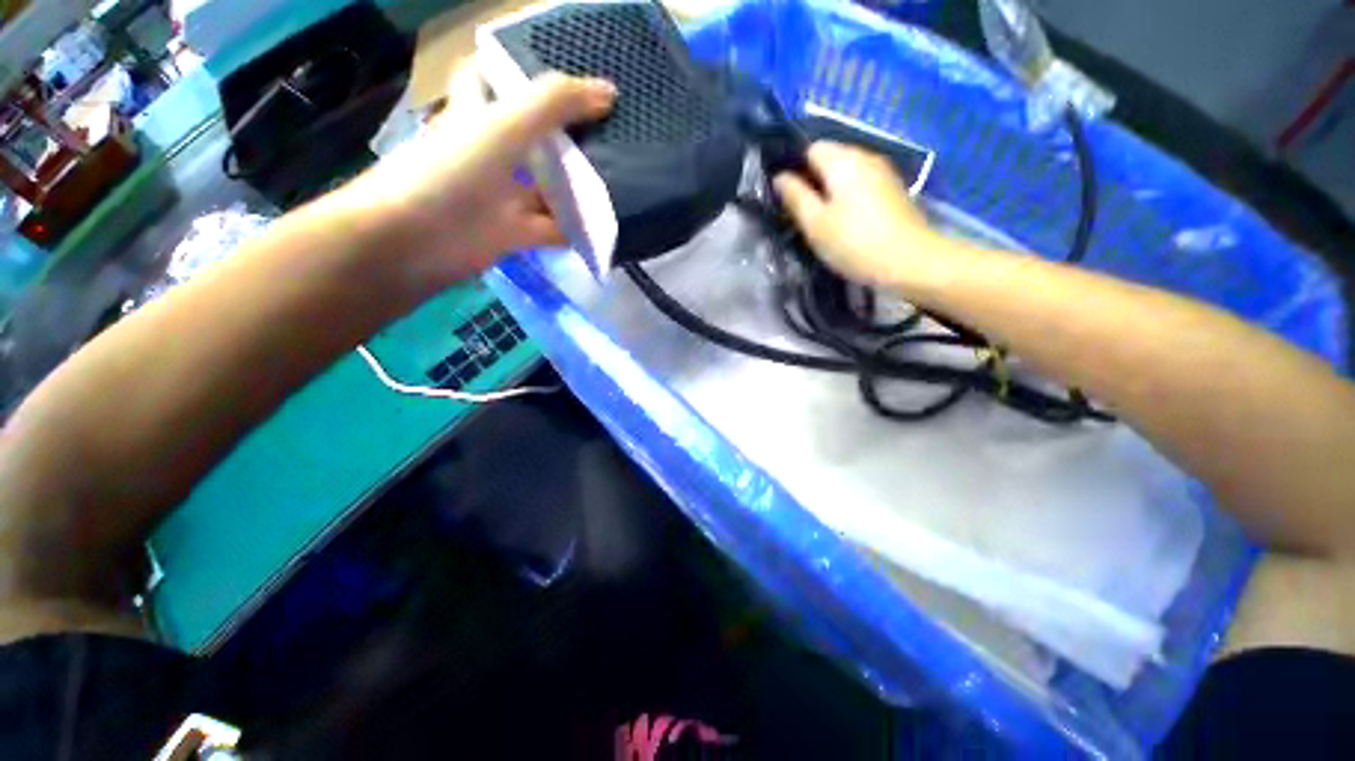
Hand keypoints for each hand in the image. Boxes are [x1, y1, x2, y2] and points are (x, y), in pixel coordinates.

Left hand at [337, 67, 615, 284]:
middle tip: (611, 131)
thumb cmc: (454, 172)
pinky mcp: (515, 231)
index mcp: (479, 113)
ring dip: (578, 186)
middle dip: (567, 133)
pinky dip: (576, 229)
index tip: (567, 78)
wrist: (418, 242)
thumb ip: (554, 104)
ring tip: (622, 178)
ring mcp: (503, 194)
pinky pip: (553, 227)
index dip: (523, 71)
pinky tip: (604, 227)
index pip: (495, 78)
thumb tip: (609, 93)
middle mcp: (491, 150)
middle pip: (534, 135)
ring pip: (548, 186)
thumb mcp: (504, 126)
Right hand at [773, 141, 949, 291]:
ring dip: (833, 191)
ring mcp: (883, 172)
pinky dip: (850, 198)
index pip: (811, 148)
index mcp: (842, 160)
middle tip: (805, 215)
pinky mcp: (894, 190)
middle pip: (831, 158)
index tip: (790, 199)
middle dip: (814, 181)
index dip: (797, 169)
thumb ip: (795, 197)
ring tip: (825, 222)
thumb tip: (780, 177)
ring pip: (848, 173)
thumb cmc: (854, 243)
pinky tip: (849, 223)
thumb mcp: (815, 224)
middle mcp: (865, 156)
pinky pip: (863, 185)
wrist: (910, 261)